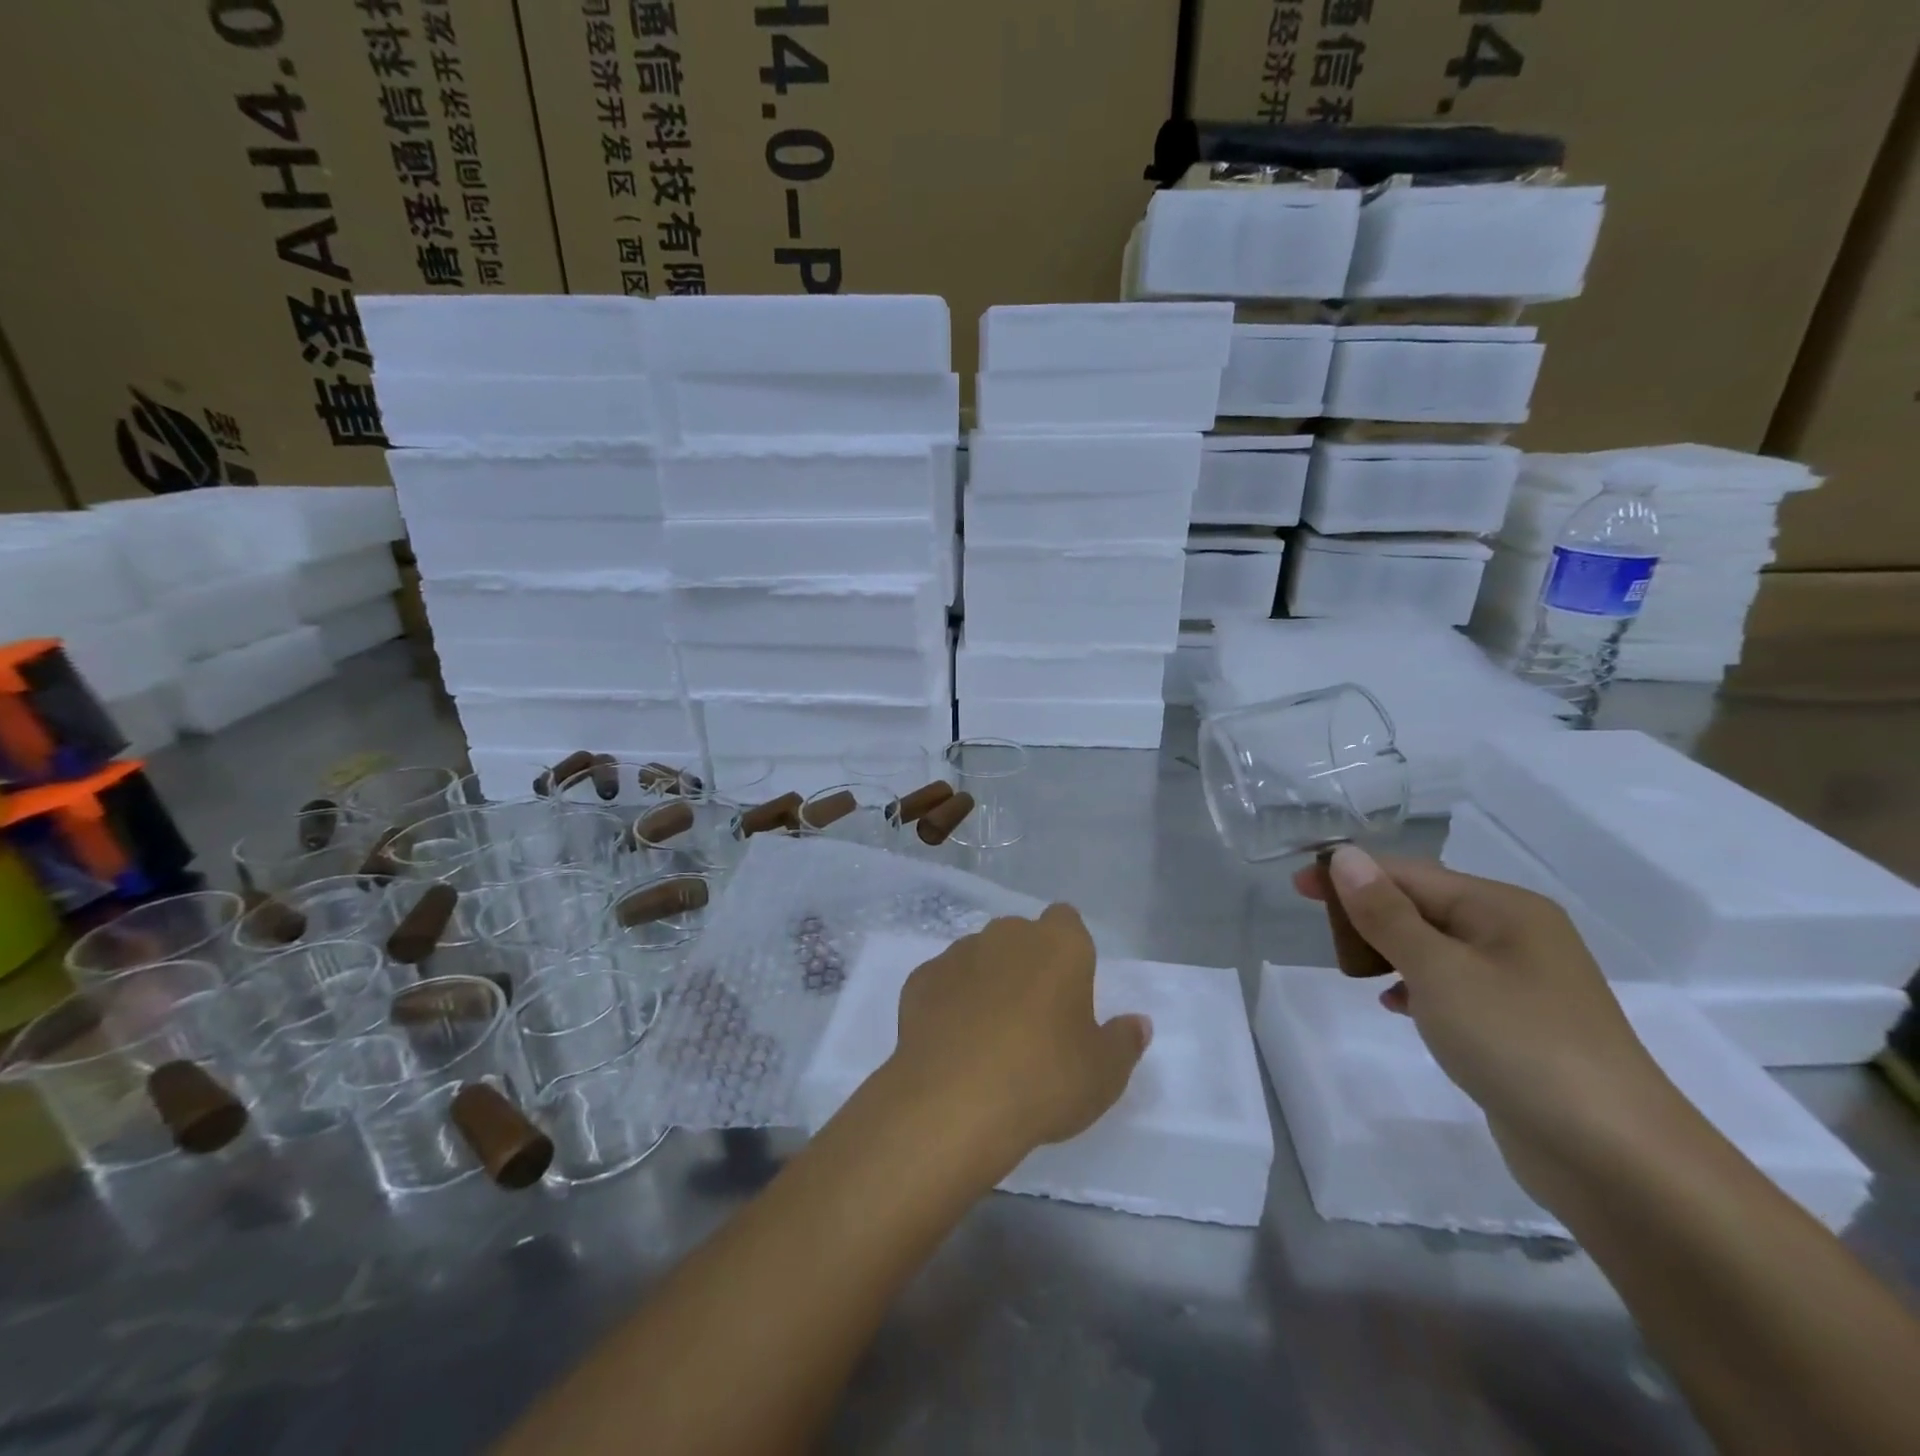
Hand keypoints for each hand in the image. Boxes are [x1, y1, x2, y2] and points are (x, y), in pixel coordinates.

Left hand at [885, 904, 1150, 1174]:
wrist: (953, 1101)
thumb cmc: (1044, 1079)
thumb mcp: (1104, 1074)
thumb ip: (1124, 1042)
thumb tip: (1137, 1023)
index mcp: (1058, 945)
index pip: (1067, 920)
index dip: (1069, 948)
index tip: (1071, 986)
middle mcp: (1007, 935)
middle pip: (1021, 936)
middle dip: (1027, 964)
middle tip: (1034, 1017)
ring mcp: (958, 953)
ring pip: (980, 956)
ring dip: (987, 980)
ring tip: (989, 1034)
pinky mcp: (920, 979)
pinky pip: (943, 982)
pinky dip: (949, 1001)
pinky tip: (952, 1041)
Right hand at [1297, 847, 1688, 1199]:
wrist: (1617, 1160)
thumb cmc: (1519, 1044)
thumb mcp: (1439, 971)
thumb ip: (1385, 913)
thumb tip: (1345, 856)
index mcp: (1504, 908)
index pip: (1409, 874)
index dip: (1350, 876)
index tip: (1297, 888)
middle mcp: (1516, 935)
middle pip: (1423, 905)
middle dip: (1369, 914)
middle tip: (1323, 936)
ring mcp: (1522, 983)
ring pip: (1435, 948)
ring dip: (1389, 950)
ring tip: (1352, 970)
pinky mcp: (1519, 1026)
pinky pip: (1452, 987)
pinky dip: (1416, 987)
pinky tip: (1394, 1006)